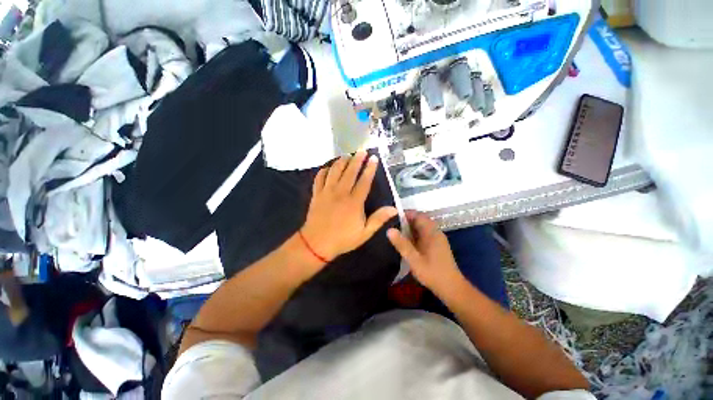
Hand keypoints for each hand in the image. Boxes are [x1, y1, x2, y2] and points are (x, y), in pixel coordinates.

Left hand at [301, 151, 397, 260]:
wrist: (316, 244)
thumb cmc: (343, 239)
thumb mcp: (364, 233)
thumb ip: (379, 219)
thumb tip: (394, 209)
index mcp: (354, 201)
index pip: (364, 181)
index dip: (370, 168)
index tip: (374, 158)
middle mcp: (340, 192)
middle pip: (349, 172)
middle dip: (357, 159)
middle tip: (362, 150)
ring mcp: (327, 192)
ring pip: (334, 171)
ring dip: (341, 161)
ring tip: (347, 155)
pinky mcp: (316, 194)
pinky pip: (319, 178)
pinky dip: (324, 171)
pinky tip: (328, 168)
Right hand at [387, 211, 463, 291]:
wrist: (451, 288)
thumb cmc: (432, 273)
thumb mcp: (413, 259)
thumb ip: (401, 244)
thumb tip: (389, 230)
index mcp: (431, 232)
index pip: (418, 215)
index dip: (405, 214)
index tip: (392, 218)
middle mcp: (435, 232)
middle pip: (420, 220)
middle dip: (406, 221)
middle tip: (392, 226)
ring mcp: (437, 238)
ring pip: (422, 227)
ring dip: (410, 228)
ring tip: (396, 233)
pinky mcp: (437, 245)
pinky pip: (424, 234)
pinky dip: (415, 234)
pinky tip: (407, 242)